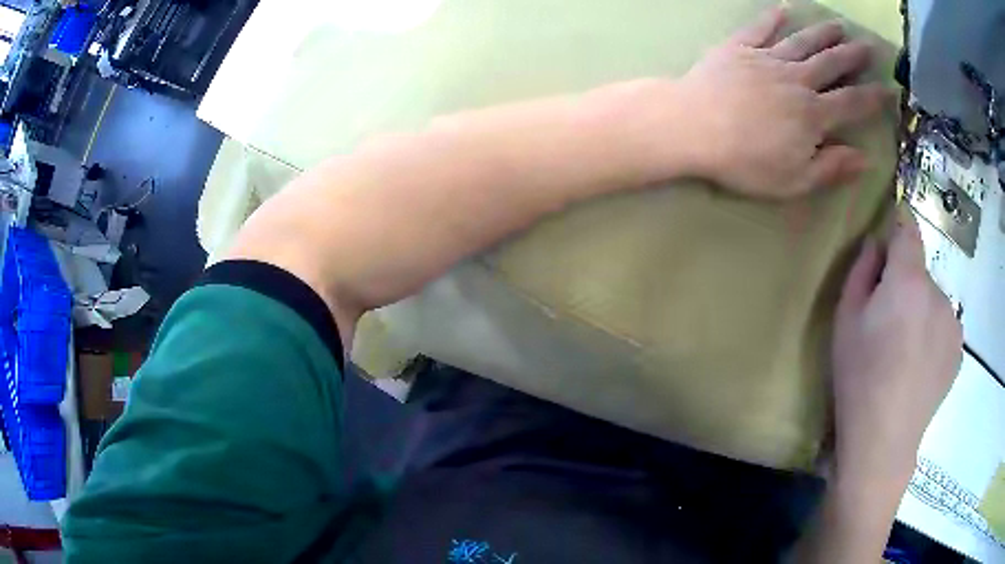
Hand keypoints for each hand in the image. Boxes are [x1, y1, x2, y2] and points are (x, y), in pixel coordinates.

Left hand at [675, 8, 889, 197]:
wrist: (692, 126)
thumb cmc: (745, 161)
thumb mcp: (794, 180)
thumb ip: (831, 168)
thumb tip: (864, 158)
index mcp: (813, 115)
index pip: (852, 103)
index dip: (874, 97)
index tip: (891, 89)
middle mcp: (797, 80)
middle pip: (831, 64)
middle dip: (853, 56)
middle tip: (870, 46)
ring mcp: (767, 59)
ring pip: (803, 42)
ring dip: (823, 33)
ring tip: (839, 25)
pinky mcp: (740, 47)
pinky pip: (760, 27)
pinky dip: (773, 16)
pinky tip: (785, 7)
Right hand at [831, 208, 961, 483]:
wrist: (883, 442)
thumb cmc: (858, 379)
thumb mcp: (845, 321)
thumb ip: (861, 272)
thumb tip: (876, 245)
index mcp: (909, 280)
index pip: (908, 229)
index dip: (898, 226)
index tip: (888, 240)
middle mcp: (938, 293)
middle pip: (920, 272)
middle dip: (905, 284)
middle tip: (887, 324)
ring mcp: (953, 323)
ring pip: (934, 301)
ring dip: (921, 312)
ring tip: (905, 353)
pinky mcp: (959, 349)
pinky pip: (944, 326)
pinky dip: (933, 335)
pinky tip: (919, 368)